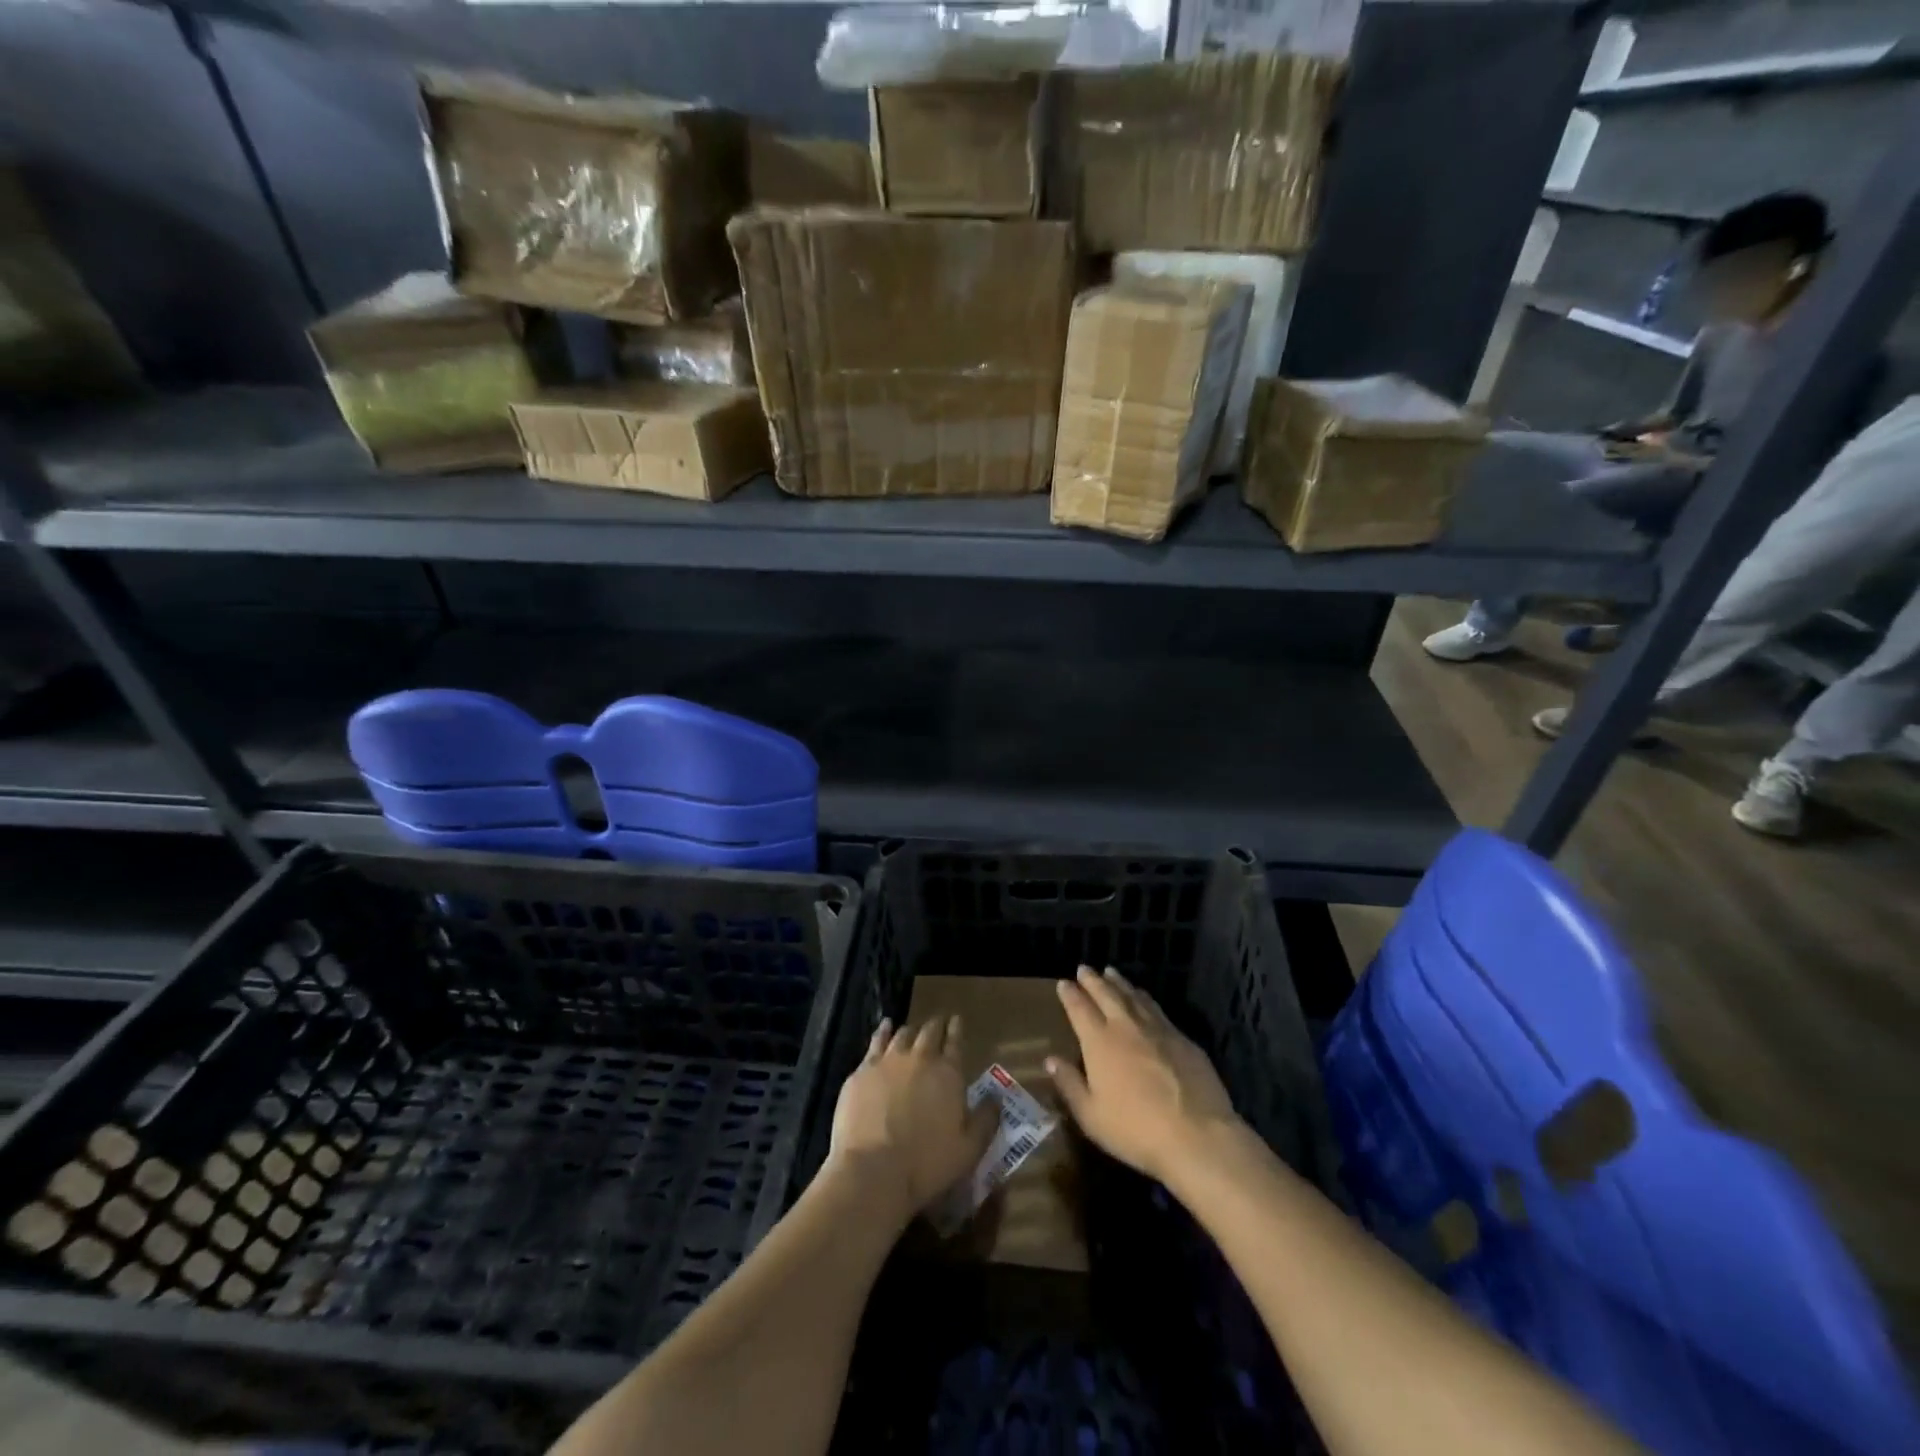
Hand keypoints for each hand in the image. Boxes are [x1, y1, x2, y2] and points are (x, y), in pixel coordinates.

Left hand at [827, 1016, 994, 1225]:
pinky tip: (885, 1028)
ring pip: (903, 1034)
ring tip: (913, 1031)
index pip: (955, 1041)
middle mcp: (920, 1058)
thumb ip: (986, 1120)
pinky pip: (876, 1042)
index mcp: (948, 1073)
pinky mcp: (863, 1071)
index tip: (957, 1020)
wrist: (873, 1169)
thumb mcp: (969, 1149)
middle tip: (939, 1024)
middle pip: (930, 1032)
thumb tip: (996, 1099)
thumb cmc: (927, 1163)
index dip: (957, 1029)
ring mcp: (888, 1061)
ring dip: (911, 1031)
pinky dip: (883, 1032)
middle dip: (936, 1026)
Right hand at [1046, 966, 1239, 1186]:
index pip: (1079, 1008)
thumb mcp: (1091, 1115)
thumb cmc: (1135, 1130)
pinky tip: (1143, 997)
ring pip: (1133, 996)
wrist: (1197, 1135)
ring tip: (1111, 973)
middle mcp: (1126, 1026)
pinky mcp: (1182, 1038)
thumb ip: (1070, 1084)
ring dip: (1119, 983)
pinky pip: (1156, 1008)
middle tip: (1084, 968)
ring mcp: (1157, 1029)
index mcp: (1099, 1042)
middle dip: (1093, 980)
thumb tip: (1051, 1059)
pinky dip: (1144, 997)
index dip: (1070, 994)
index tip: (1063, 983)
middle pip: (1106, 993)